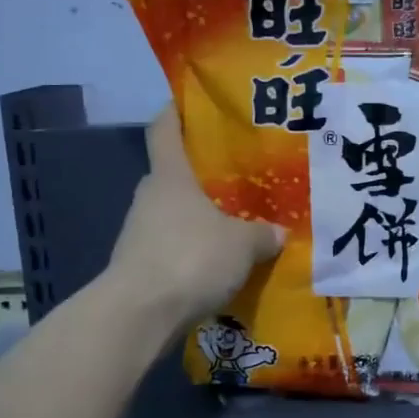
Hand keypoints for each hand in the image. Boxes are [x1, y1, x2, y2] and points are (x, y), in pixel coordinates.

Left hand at [107, 104, 285, 328]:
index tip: (194, 102)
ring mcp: (140, 232)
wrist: (139, 315)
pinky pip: (173, 246)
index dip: (177, 111)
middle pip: (175, 172)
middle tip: (241, 174)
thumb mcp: (242, 244)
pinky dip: (193, 249)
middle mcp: (150, 197)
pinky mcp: (140, 265)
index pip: (165, 128)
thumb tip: (278, 232)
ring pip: (175, 212)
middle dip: (203, 173)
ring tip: (237, 222)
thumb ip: (262, 234)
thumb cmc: (190, 258)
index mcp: (170, 176)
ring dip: (200, 216)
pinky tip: (220, 262)